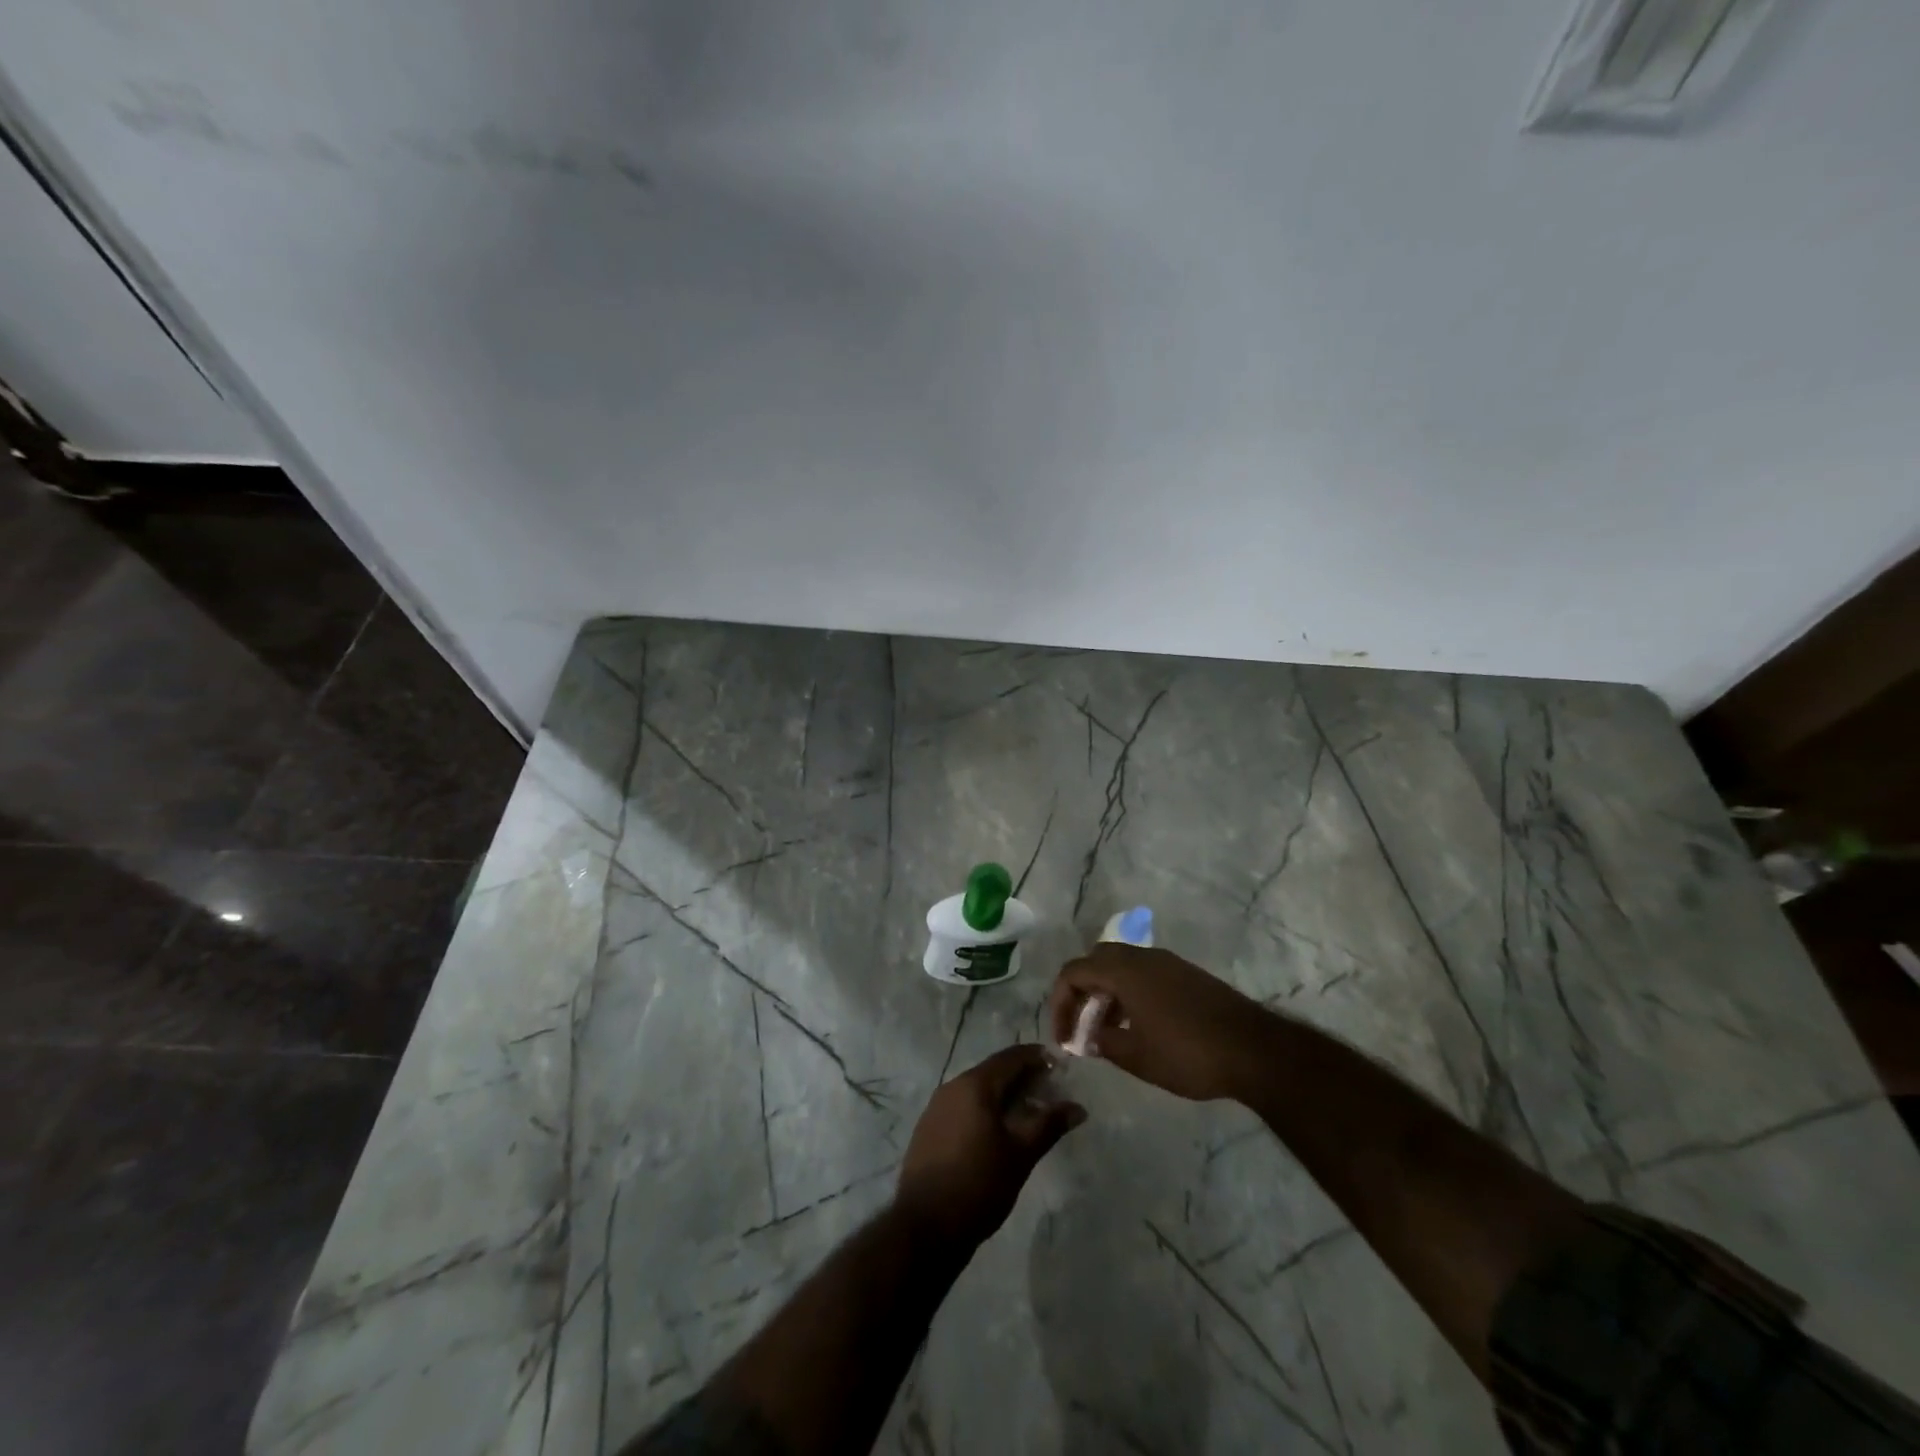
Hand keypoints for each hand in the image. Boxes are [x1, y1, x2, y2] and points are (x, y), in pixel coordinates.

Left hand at [895, 1045, 1085, 1250]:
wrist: (925, 1226)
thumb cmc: (979, 1184)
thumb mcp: (1021, 1155)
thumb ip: (1049, 1125)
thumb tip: (1078, 1108)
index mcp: (974, 1085)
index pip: (1010, 1057)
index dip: (1036, 1057)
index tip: (1059, 1065)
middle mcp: (952, 1086)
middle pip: (993, 1071)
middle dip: (1022, 1078)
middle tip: (1049, 1091)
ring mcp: (936, 1107)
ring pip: (977, 1090)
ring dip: (1003, 1095)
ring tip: (1028, 1113)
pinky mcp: (929, 1129)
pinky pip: (963, 1107)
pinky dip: (984, 1110)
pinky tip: (997, 1132)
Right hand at [1048, 943, 1270, 1101]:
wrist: (1254, 1050)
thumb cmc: (1188, 1054)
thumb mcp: (1137, 1056)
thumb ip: (1104, 1042)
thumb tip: (1087, 1037)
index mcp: (1124, 971)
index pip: (1074, 972)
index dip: (1060, 1002)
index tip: (1062, 1037)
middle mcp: (1143, 957)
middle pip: (1096, 962)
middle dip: (1081, 993)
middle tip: (1080, 1028)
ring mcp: (1168, 963)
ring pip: (1121, 967)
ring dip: (1106, 994)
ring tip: (1106, 1033)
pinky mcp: (1186, 975)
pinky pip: (1144, 974)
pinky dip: (1129, 994)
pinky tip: (1138, 1027)